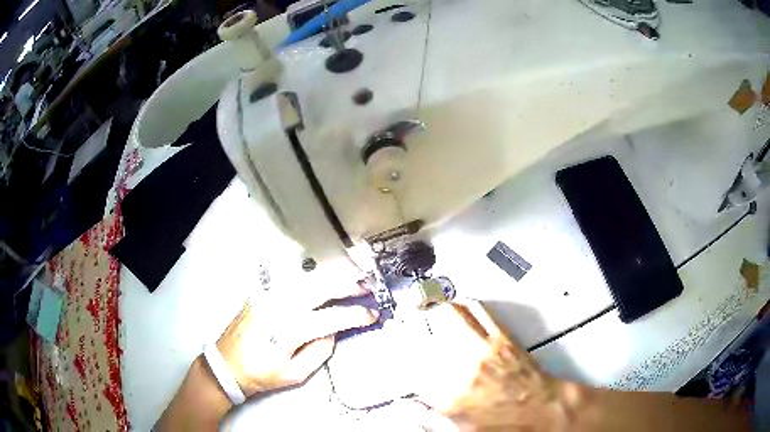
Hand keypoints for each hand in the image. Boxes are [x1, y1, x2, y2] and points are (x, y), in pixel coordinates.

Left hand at [216, 283, 378, 396]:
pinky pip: (289, 277)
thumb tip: (333, 329)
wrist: (226, 364)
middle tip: (367, 287)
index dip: (355, 315)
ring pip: (306, 277)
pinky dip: (310, 274)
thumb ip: (320, 350)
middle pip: (320, 287)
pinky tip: (322, 276)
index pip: (332, 317)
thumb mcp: (295, 374)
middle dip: (348, 285)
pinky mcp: (261, 292)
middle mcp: (280, 306)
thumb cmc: (261, 374)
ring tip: (350, 278)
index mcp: (290, 330)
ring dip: (331, 276)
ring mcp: (268, 295)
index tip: (371, 315)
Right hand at [413, 302, 567, 430]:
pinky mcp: (502, 337)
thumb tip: (405, 405)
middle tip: (406, 322)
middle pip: (427, 334)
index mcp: (449, 396)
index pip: (412, 370)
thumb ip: (428, 418)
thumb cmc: (505, 424)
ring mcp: (483, 349)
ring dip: (435, 308)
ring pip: (451, 316)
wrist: (543, 410)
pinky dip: (464, 303)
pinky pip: (478, 311)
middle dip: (412, 326)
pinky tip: (457, 303)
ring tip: (426, 305)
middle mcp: (463, 368)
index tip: (396, 355)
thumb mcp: (460, 431)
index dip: (400, 360)